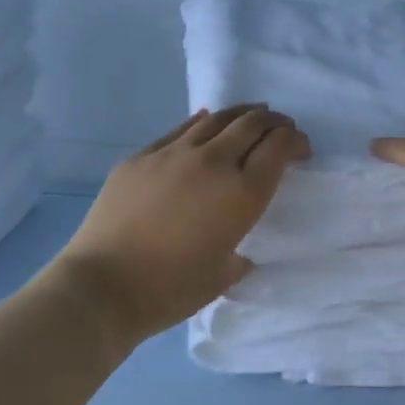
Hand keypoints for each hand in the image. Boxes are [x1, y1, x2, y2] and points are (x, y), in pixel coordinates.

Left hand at [55, 105, 309, 341]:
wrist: (103, 285)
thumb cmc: (171, 289)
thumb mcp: (223, 275)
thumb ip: (238, 255)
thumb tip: (236, 251)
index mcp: (242, 194)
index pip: (279, 148)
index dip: (296, 141)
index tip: (301, 150)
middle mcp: (213, 163)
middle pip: (252, 124)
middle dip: (275, 122)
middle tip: (282, 129)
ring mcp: (174, 154)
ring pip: (217, 119)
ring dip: (241, 115)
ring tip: (250, 118)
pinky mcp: (141, 156)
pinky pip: (180, 130)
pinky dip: (202, 124)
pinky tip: (205, 124)